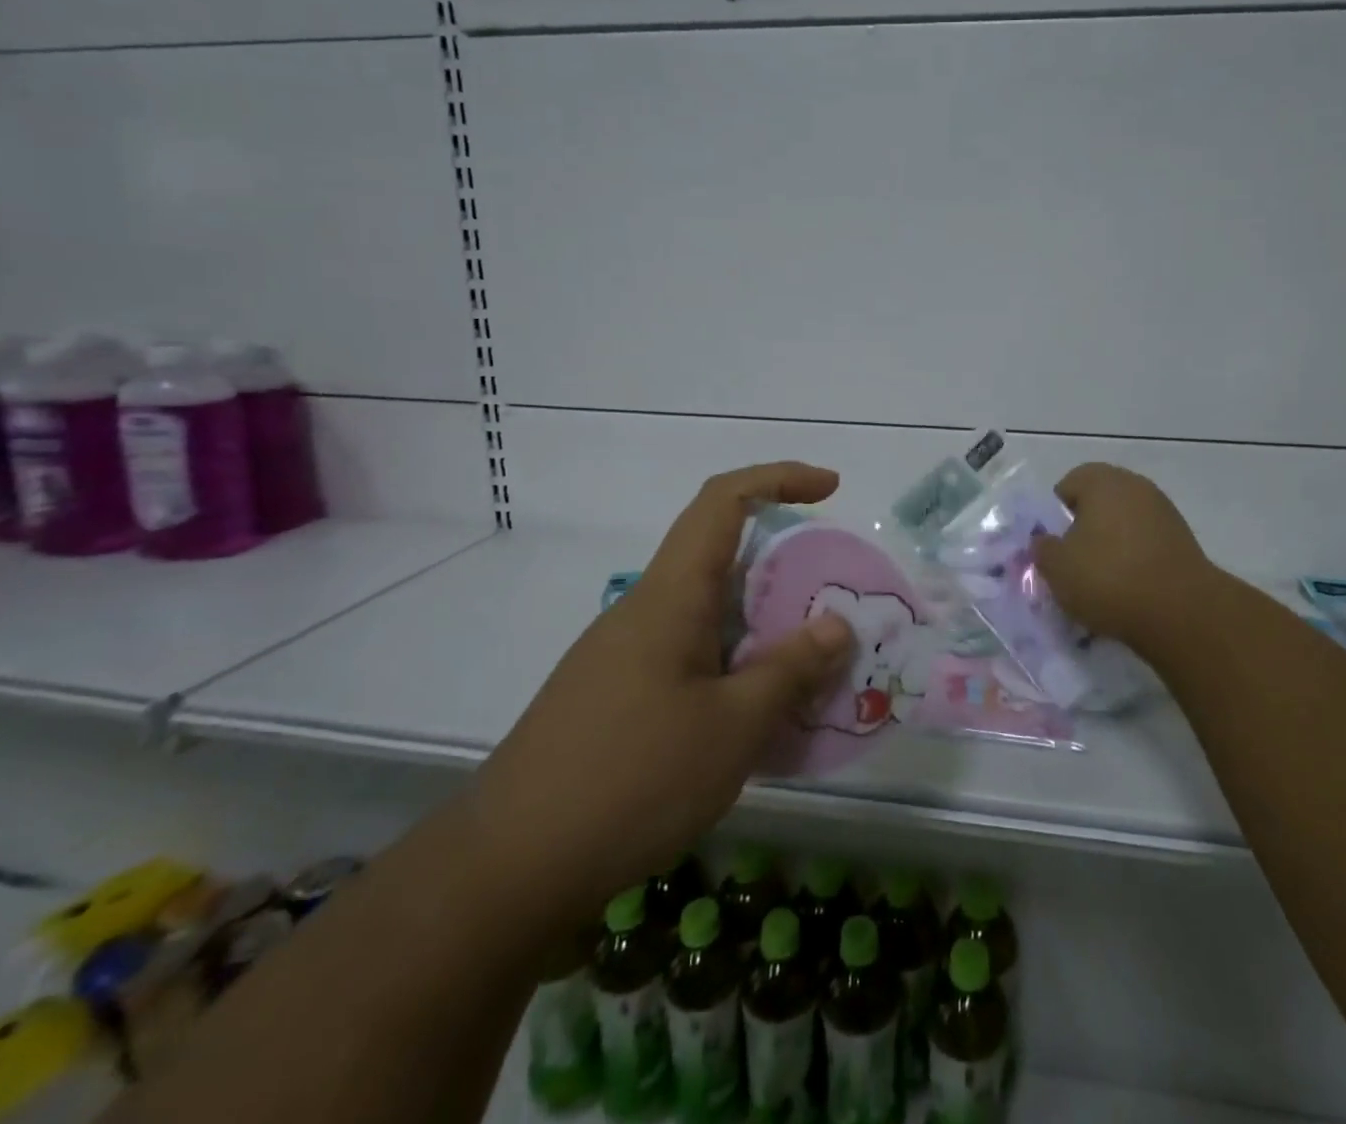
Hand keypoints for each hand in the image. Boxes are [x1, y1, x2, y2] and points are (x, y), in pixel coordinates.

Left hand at [464, 462, 855, 937]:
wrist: (509, 868)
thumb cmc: (633, 779)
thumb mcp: (734, 726)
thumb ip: (791, 669)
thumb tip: (836, 625)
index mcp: (672, 595)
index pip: (723, 501)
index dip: (779, 477)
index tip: (830, 489)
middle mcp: (645, 609)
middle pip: (720, 556)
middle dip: (784, 566)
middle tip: (834, 604)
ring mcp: (624, 654)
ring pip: (707, 613)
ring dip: (761, 625)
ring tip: (808, 669)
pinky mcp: (614, 695)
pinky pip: (689, 655)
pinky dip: (733, 664)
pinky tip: (754, 718)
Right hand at [1031, 462, 1227, 663]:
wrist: (1181, 612)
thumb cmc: (1108, 578)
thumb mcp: (1056, 567)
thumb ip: (1042, 548)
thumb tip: (1045, 541)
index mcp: (1103, 482)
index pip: (1069, 484)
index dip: (1056, 513)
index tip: (1054, 543)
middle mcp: (1136, 487)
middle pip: (1099, 502)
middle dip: (1084, 528)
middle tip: (1073, 561)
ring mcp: (1164, 512)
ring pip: (1124, 523)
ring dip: (1111, 545)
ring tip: (1101, 581)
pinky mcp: (1184, 541)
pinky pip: (1147, 543)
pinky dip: (1135, 560)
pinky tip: (1129, 589)